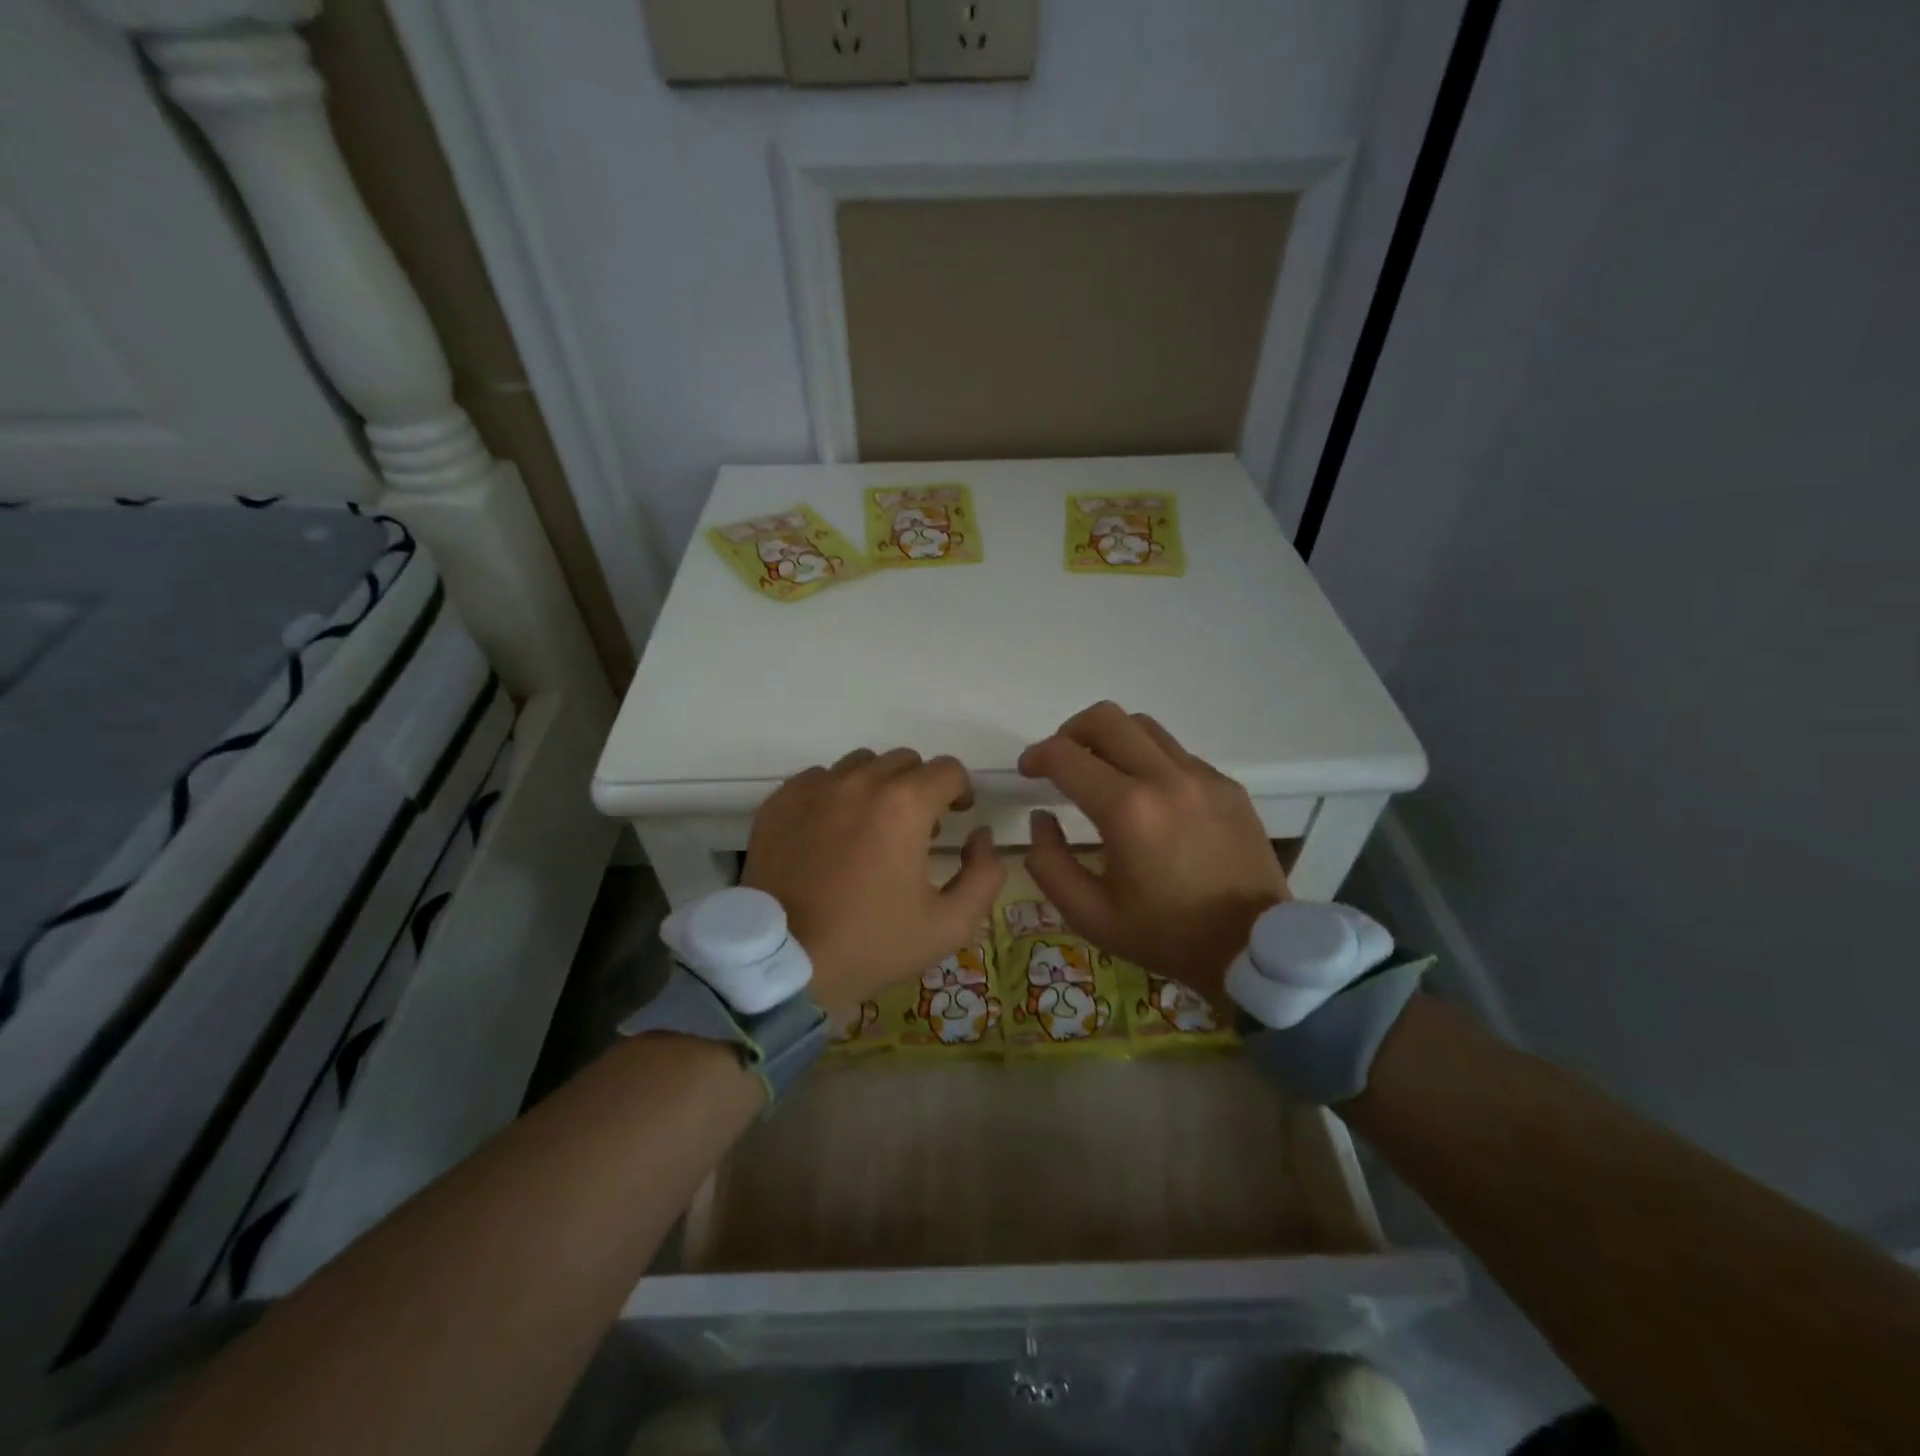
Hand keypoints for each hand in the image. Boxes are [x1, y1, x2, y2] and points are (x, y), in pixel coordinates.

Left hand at [743, 748, 1003, 1013]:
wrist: (783, 963)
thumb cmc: (872, 944)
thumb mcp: (950, 924)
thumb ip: (984, 874)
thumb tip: (980, 836)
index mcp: (905, 805)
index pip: (948, 770)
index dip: (960, 791)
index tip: (956, 816)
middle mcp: (859, 782)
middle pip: (905, 762)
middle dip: (920, 788)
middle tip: (916, 830)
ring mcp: (814, 789)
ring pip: (860, 765)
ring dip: (877, 787)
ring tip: (871, 828)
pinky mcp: (780, 802)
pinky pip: (819, 779)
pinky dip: (834, 795)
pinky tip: (831, 833)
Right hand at [1018, 702, 1289, 1003]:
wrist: (1253, 947)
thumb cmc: (1165, 935)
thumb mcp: (1089, 915)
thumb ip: (1049, 862)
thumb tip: (1041, 818)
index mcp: (1127, 811)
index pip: (1066, 755)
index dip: (1036, 756)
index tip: (1028, 772)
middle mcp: (1165, 778)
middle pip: (1105, 718)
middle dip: (1070, 732)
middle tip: (1062, 762)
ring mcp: (1202, 776)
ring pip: (1143, 726)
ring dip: (1110, 740)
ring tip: (1102, 773)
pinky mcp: (1226, 785)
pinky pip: (1175, 752)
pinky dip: (1147, 760)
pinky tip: (1148, 798)